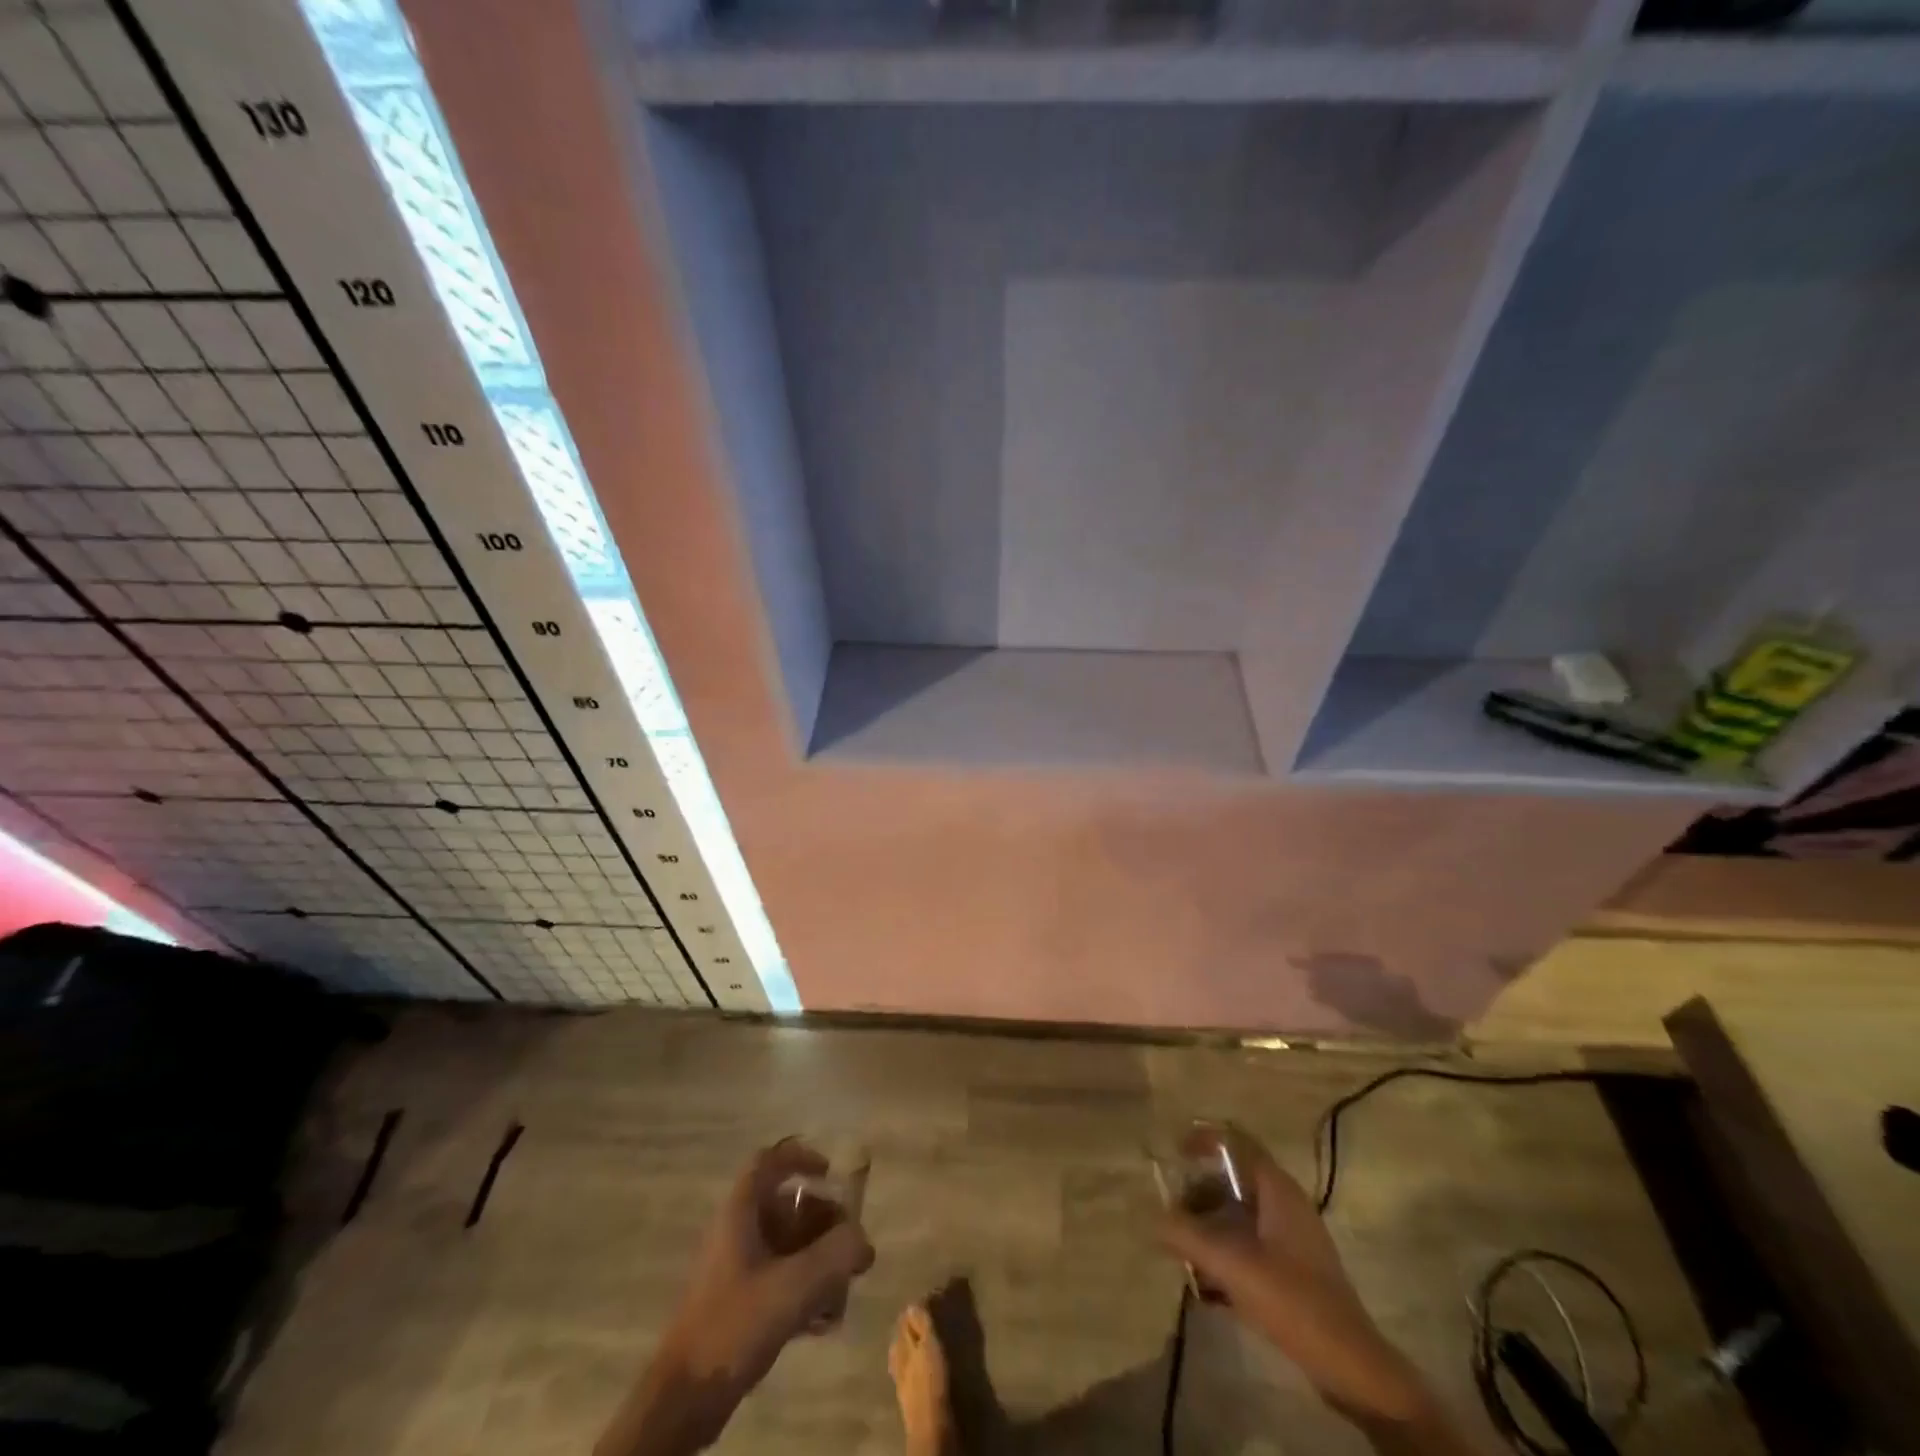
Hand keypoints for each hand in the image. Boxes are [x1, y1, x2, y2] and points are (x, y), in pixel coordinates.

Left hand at [598, 1139, 873, 1455]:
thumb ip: (835, 1256)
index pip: (769, 1161)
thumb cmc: (734, 1326)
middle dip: (822, 1220)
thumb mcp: (793, 1287)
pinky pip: (778, 1276)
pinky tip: (824, 1319)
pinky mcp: (736, 1302)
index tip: (830, 1174)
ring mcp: (734, 1267)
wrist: (683, 1400)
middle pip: (785, 1204)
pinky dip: (802, 1286)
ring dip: (817, 1257)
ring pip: (785, 1244)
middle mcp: (735, 1231)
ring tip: (843, 1284)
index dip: (800, 1158)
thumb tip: (863, 1240)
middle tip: (850, 1243)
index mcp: (740, 1212)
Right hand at [1159, 1125, 1432, 1428]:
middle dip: (1199, 1190)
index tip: (1174, 1152)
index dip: (1204, 1140)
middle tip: (1172, 1210)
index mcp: (1277, 1189)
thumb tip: (1154, 1218)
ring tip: (1183, 1247)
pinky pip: (1249, 1241)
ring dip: (1209, 1224)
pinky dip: (1226, 1250)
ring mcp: (1292, 1236)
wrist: (1352, 1367)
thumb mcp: (1234, 1266)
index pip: (1237, 1142)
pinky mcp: (1293, 1268)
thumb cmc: (1294, 1301)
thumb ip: (1189, 1237)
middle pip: (1234, 1178)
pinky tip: (1207, 1283)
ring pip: (1240, 1212)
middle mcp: (1285, 1203)